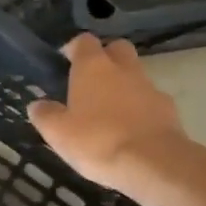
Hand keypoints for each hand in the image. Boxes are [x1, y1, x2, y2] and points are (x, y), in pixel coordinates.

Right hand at [28, 34, 190, 192]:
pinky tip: (129, 130)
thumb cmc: (97, 141)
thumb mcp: (58, 133)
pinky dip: (139, 108)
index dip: (74, 48)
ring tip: (108, 112)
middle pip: (117, 49)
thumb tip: (37, 105)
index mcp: (93, 67)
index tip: (64, 62)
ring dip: (122, 85)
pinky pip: (149, 101)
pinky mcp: (168, 110)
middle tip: (89, 80)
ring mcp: (150, 88)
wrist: (153, 163)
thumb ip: (45, 115)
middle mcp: (123, 69)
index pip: (84, 41)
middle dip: (105, 57)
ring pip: (135, 75)